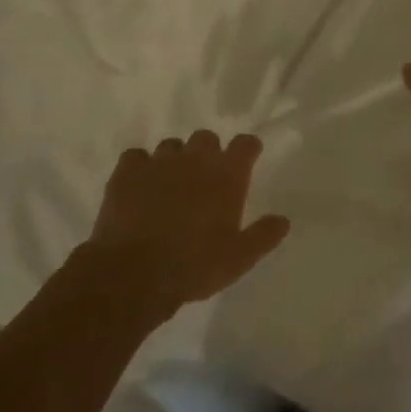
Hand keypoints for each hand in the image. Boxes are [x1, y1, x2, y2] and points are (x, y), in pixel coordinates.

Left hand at [86, 131, 290, 313]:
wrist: (134, 273)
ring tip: (171, 184)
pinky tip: (139, 185)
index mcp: (226, 175)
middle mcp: (195, 159)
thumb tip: (283, 220)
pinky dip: (140, 167)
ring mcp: (159, 162)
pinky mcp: (127, 171)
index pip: (245, 144)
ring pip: (171, 145)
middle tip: (206, 179)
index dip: (247, 148)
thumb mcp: (239, 258)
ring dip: (175, 160)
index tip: (247, 157)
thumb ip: (263, 235)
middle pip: (206, 138)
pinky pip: (136, 157)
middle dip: (208, 152)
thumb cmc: (194, 266)